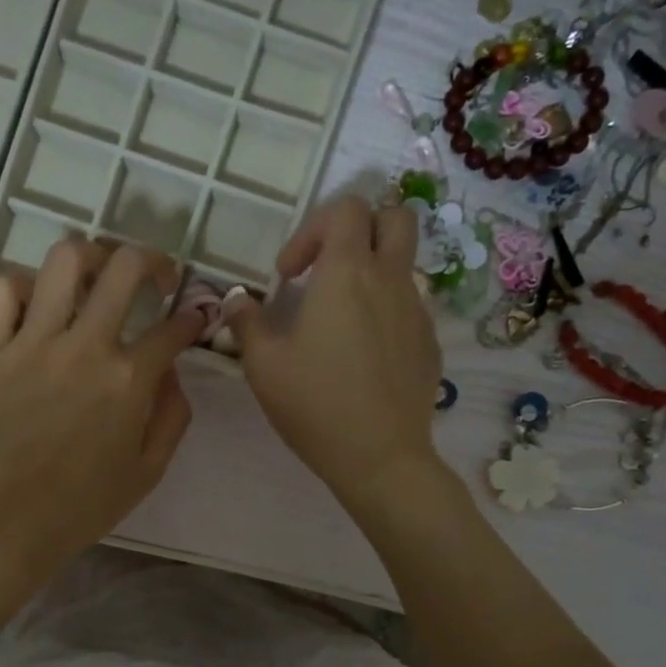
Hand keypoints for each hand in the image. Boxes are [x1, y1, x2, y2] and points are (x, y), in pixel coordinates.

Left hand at [0, 240, 203, 591]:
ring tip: (98, 278)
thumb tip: (171, 369)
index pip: (174, 327)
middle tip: (156, 278)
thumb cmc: (83, 506)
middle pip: (124, 268)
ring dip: (91, 257)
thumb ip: (173, 414)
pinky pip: (1, 289)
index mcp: (127, 382)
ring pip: (63, 261)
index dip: (193, 318)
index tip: (195, 318)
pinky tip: (38, 308)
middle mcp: (82, 348)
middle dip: (154, 262)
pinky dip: (23, 287)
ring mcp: (31, 344)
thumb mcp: (149, 470)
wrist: (6, 525)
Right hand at [225, 197, 443, 511]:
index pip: (346, 209)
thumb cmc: (316, 405)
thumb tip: (236, 301)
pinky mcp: (429, 343)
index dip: (312, 229)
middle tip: (328, 269)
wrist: (380, 457)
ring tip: (340, 319)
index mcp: (348, 274)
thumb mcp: (264, 366)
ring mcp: (417, 311)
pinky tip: (363, 356)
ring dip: (372, 273)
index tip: (290, 276)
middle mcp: (390, 280)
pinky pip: (410, 306)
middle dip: (360, 229)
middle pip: (394, 217)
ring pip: (403, 264)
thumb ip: (246, 323)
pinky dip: (386, 311)